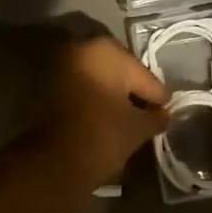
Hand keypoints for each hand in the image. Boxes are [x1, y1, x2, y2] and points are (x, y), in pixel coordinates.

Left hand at [28, 34, 169, 187]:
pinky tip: (105, 121)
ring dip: (111, 97)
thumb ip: (156, 116)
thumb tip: (163, 114)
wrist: (52, 163)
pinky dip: (92, 102)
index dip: (157, 97)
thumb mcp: (138, 127)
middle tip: (148, 115)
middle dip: (133, 93)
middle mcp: (79, 49)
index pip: (143, 75)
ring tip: (127, 121)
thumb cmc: (102, 135)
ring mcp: (59, 67)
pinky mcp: (45, 88)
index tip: (166, 112)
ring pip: (97, 81)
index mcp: (105, 50)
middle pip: (119, 73)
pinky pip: (79, 91)